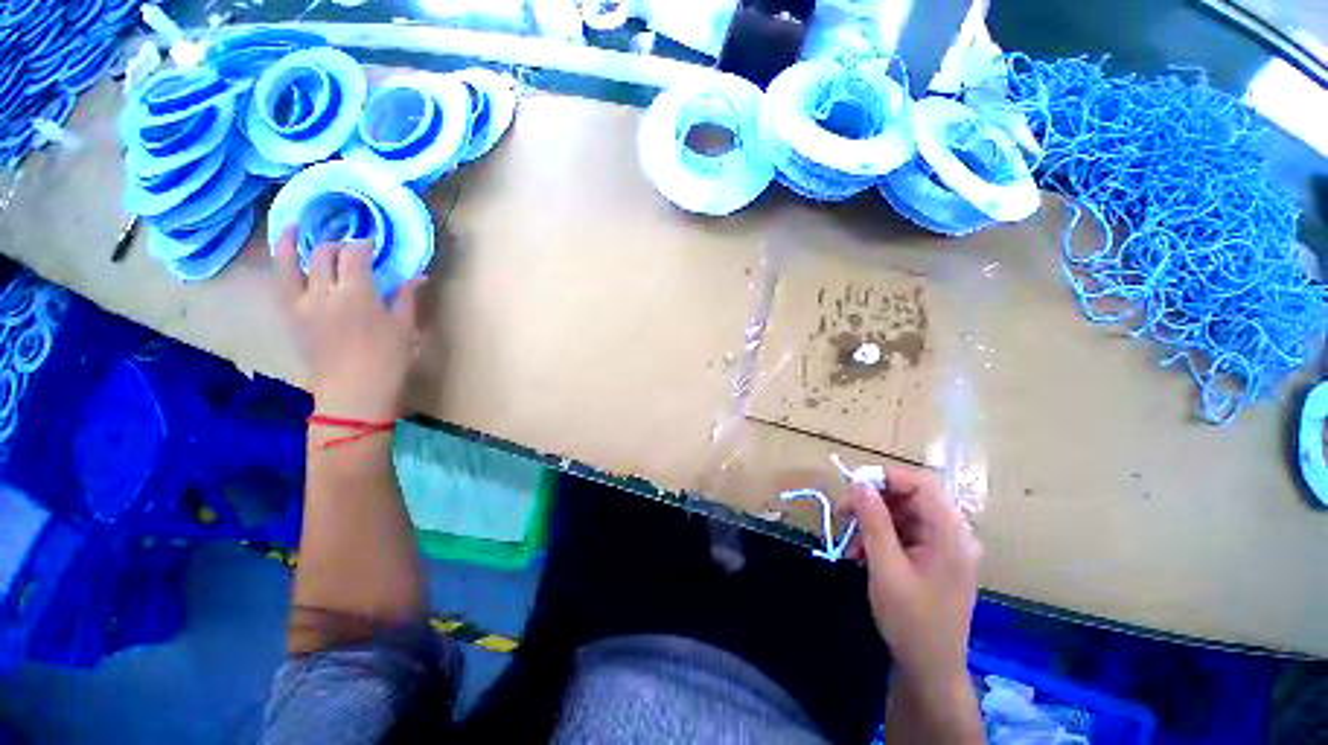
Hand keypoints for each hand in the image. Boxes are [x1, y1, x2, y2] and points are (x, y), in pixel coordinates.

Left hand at [275, 225, 423, 420]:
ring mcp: (302, 303)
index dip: (364, 244)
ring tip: (294, 227)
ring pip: (291, 263)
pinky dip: (281, 265)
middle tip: (349, 245)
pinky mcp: (291, 317)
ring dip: (293, 242)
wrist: (353, 392)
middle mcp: (324, 292)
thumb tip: (418, 276)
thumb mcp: (404, 327)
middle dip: (337, 244)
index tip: (372, 242)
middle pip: (324, 254)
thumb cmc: (388, 360)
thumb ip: (406, 297)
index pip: (356, 255)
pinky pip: (281, 283)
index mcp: (357, 294)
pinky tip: (285, 258)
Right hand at [845, 466, 980, 682]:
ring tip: (850, 541)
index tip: (853, 486)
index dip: (886, 477)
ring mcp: (944, 546)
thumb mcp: (886, 568)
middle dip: (873, 500)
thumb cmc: (911, 620)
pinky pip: (904, 532)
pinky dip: (880, 536)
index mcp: (950, 534)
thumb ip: (873, 521)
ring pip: (903, 513)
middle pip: (910, 496)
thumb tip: (858, 484)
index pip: (922, 483)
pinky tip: (861, 553)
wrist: (930, 669)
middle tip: (842, 512)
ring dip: (873, 521)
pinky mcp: (934, 558)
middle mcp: (952, 534)